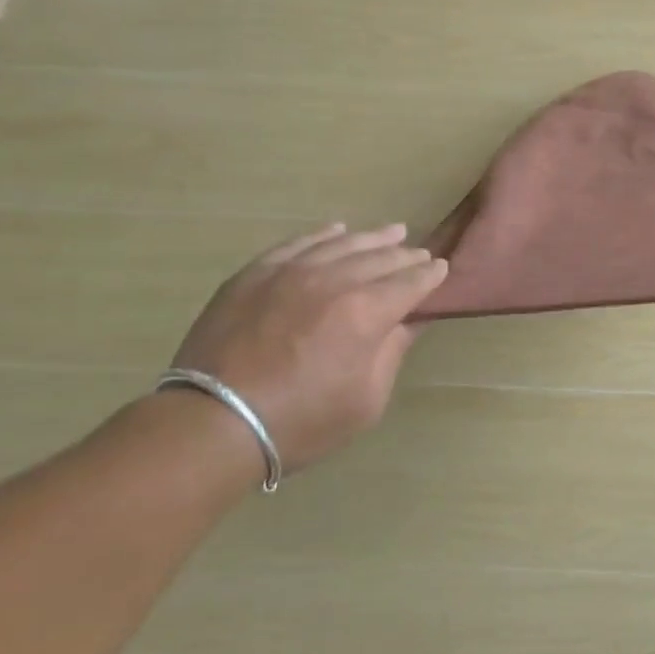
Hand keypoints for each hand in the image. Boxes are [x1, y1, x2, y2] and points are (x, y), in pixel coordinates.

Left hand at [171, 223, 447, 469]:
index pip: (410, 283)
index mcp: (366, 312)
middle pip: (380, 258)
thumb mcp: (366, 400)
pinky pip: (298, 243)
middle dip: (406, 255)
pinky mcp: (256, 273)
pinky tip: (337, 230)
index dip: (430, 275)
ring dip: (372, 238)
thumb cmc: (301, 422)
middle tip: (419, 254)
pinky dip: (323, 235)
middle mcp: (334, 280)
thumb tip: (410, 320)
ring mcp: (291, 272)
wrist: (213, 422)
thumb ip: (392, 352)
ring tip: (392, 232)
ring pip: (343, 244)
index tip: (441, 269)